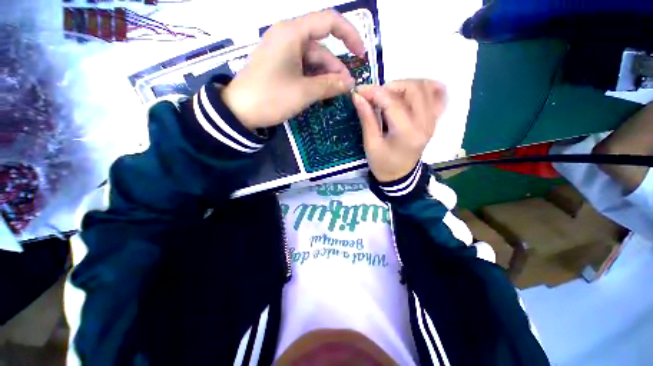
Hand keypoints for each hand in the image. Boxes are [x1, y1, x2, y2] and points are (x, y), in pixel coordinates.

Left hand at [222, 10, 364, 129]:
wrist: (239, 111)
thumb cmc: (271, 98)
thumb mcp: (304, 92)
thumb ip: (330, 85)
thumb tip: (350, 83)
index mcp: (292, 33)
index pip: (329, 22)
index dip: (350, 35)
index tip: (360, 54)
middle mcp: (288, 36)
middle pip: (321, 47)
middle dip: (335, 68)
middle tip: (346, 89)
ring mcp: (282, 51)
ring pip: (312, 59)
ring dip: (325, 76)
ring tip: (334, 94)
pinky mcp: (279, 64)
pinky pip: (303, 67)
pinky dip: (313, 78)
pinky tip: (320, 92)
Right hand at [352, 80, 445, 181]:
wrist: (399, 175)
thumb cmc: (382, 163)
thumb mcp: (371, 144)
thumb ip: (366, 118)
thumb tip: (358, 96)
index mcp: (406, 133)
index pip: (392, 102)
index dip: (374, 92)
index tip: (359, 90)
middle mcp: (425, 123)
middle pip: (414, 89)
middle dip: (391, 87)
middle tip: (376, 97)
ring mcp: (433, 120)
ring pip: (426, 87)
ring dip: (405, 86)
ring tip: (390, 96)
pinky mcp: (434, 120)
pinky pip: (438, 95)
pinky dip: (427, 88)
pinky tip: (413, 92)